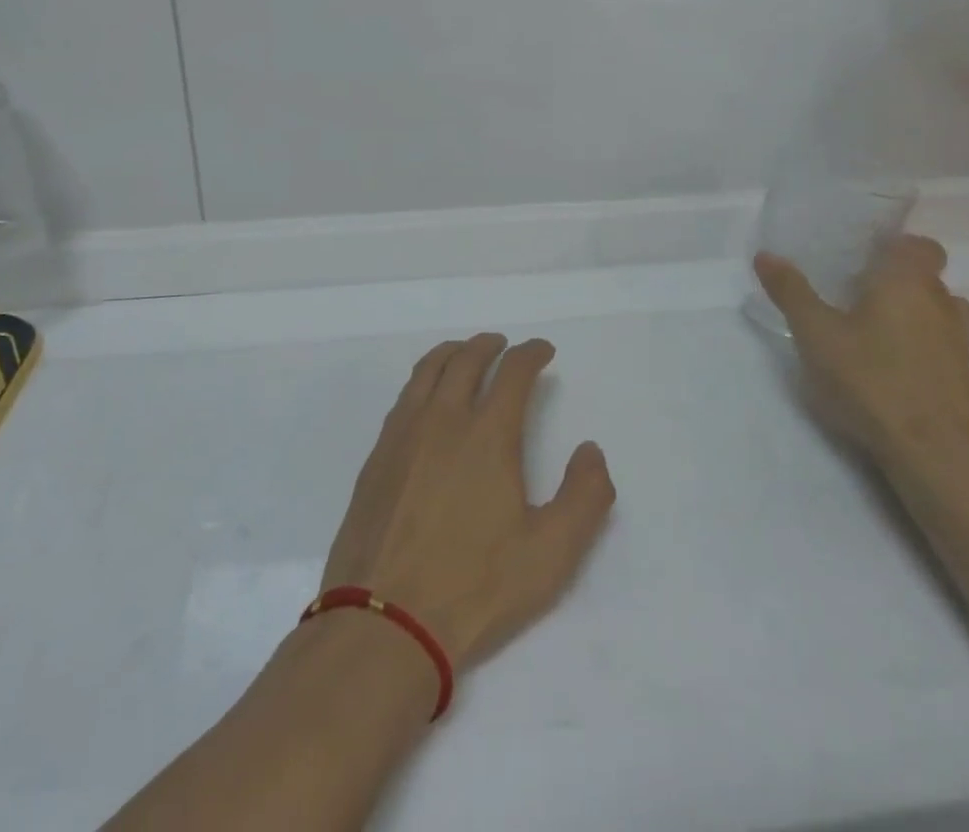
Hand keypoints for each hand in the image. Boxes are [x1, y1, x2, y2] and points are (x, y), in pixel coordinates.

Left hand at [320, 334, 615, 675]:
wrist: (383, 623)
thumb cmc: (474, 588)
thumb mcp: (550, 555)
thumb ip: (584, 497)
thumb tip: (591, 450)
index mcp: (487, 435)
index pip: (513, 372)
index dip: (531, 353)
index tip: (543, 350)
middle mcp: (442, 419)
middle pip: (466, 360)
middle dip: (489, 345)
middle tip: (503, 345)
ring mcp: (403, 434)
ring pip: (428, 370)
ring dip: (452, 353)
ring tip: (464, 354)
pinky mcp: (377, 456)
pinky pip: (404, 397)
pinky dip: (423, 379)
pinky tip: (426, 398)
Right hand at [754, 235, 968, 470]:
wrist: (930, 451)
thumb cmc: (869, 378)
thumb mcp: (814, 332)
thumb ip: (791, 291)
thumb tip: (766, 255)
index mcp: (908, 281)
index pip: (919, 245)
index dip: (894, 246)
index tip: (861, 255)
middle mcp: (941, 303)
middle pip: (926, 276)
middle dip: (894, 279)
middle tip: (852, 290)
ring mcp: (958, 342)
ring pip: (937, 310)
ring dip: (911, 311)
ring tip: (871, 325)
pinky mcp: (961, 377)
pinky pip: (940, 342)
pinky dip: (919, 342)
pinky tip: (886, 361)